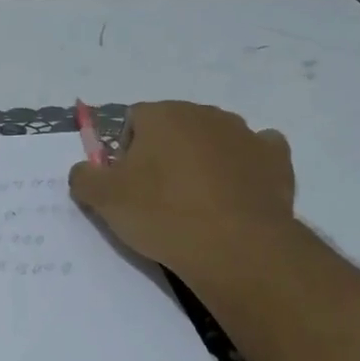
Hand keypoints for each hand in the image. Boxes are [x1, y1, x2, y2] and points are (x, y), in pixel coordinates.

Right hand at [68, 101, 294, 270]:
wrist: (235, 246)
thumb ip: (84, 177)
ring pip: (213, 140)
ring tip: (197, 202)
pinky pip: (254, 154)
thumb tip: (84, 170)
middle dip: (164, 153)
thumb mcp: (104, 200)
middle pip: (174, 127)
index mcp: (162, 114)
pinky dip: (244, 168)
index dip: (125, 152)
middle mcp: (204, 114)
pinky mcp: (275, 158)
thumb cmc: (162, 214)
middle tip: (158, 195)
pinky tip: (235, 194)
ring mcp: (244, 133)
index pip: (133, 120)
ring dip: (202, 160)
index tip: (127, 184)